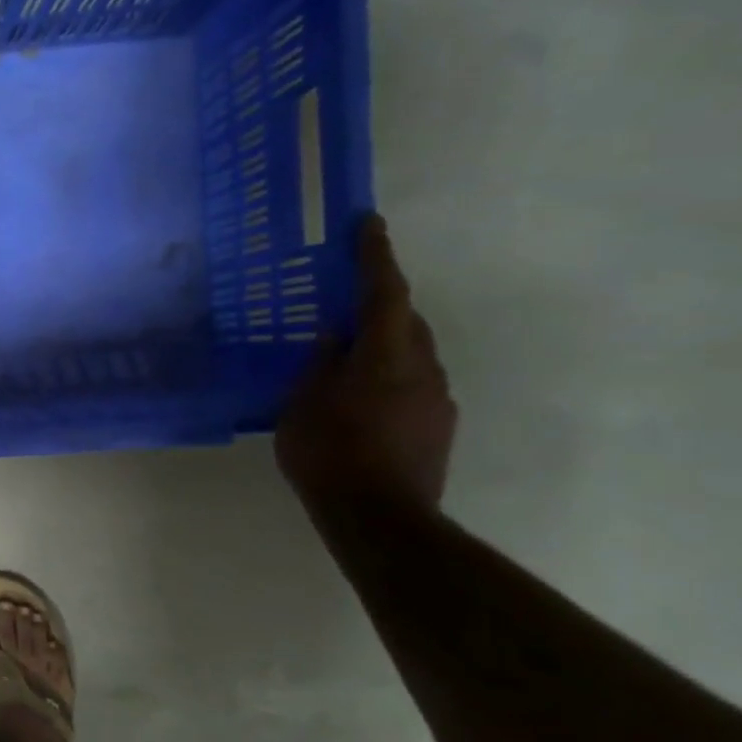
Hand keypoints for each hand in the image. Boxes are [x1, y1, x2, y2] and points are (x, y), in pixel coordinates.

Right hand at [276, 215, 456, 513]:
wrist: (381, 518)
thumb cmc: (330, 454)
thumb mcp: (302, 406)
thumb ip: (320, 366)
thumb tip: (334, 338)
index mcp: (385, 355)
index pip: (383, 292)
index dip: (375, 256)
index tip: (368, 223)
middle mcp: (422, 367)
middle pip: (404, 321)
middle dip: (380, 304)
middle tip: (347, 302)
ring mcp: (437, 398)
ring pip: (411, 354)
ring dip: (384, 345)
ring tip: (348, 359)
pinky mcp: (439, 426)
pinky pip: (413, 384)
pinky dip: (389, 378)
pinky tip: (361, 401)